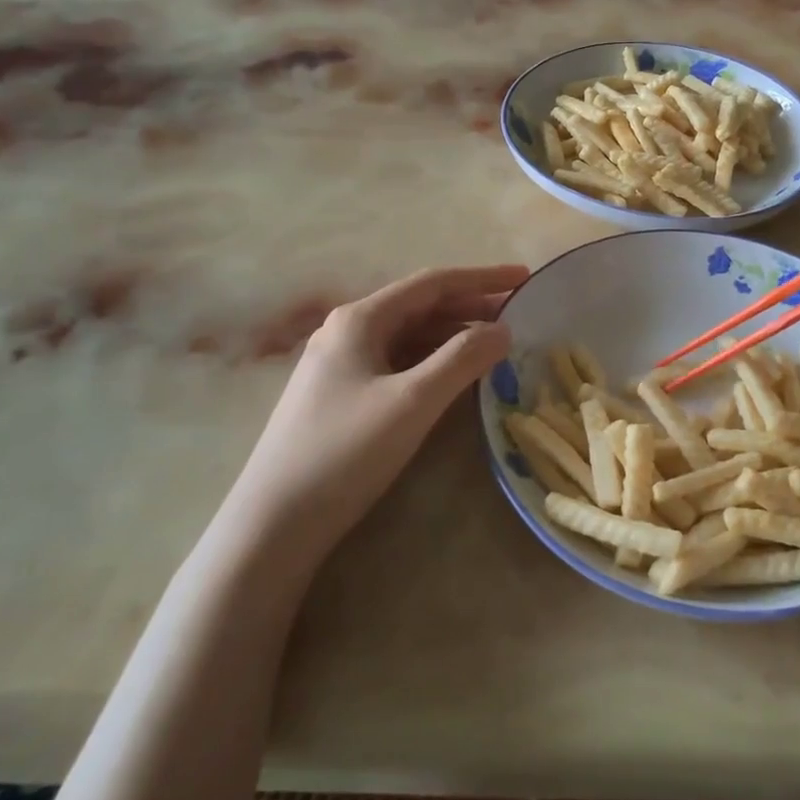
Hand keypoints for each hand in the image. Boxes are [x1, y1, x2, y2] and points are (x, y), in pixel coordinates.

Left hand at [224, 264, 529, 558]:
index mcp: (361, 319)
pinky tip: (454, 378)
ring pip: (409, 337)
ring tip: (495, 346)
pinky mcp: (341, 396)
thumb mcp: (412, 401)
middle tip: (518, 317)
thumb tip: (503, 330)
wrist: (274, 522)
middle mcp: (348, 332)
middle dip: (471, 308)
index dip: (482, 278)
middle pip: (421, 307)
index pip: (433, 283)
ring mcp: (341, 365)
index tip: (525, 277)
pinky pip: (397, 364)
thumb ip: (462, 360)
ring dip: (453, 337)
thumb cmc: (346, 451)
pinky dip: (432, 363)